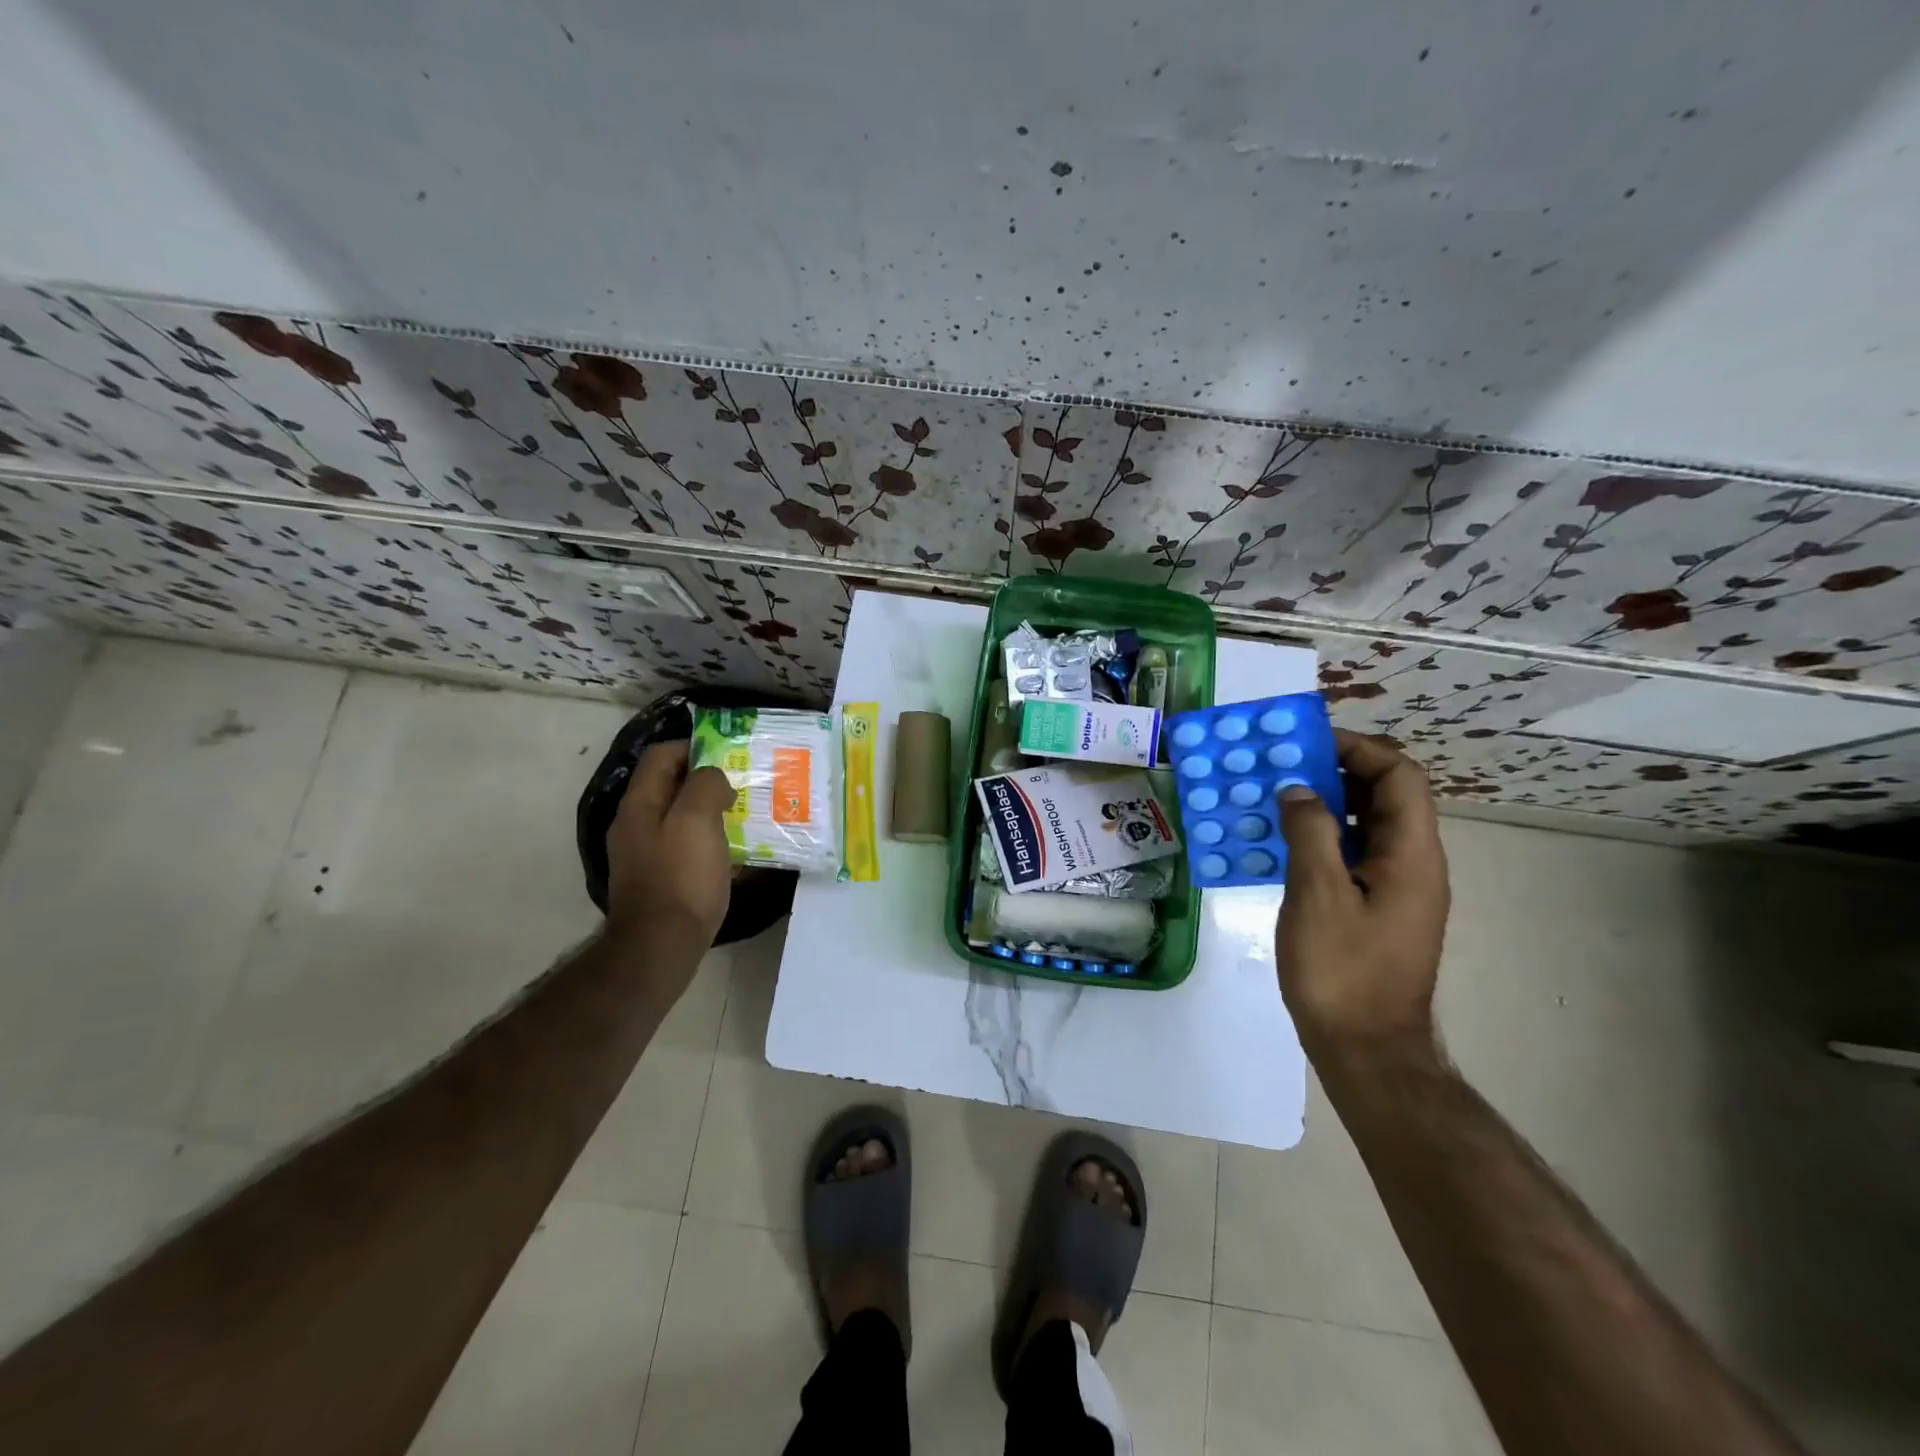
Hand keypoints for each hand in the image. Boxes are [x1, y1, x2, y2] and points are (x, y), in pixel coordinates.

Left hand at [605, 741, 737, 949]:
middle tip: (741, 787)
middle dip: (706, 781)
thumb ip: (705, 785)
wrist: (661, 946)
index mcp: (640, 804)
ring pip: (680, 818)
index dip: (693, 748)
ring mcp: (644, 854)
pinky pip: (685, 848)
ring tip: (743, 818)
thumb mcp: (697, 819)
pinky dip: (708, 843)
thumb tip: (713, 779)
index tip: (728, 757)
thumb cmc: (681, 877)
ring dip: (710, 813)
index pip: (661, 756)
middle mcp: (636, 824)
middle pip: (670, 787)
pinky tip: (732, 854)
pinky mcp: (658, 879)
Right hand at [1275, 730, 1450, 1067]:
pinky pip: (1353, 856)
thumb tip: (1299, 790)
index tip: (1305, 744)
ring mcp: (1397, 889)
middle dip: (1335, 772)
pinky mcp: (1377, 910)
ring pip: (1367, 826)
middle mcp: (1414, 864)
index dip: (1358, 749)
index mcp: (1412, 855)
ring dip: (1324, 805)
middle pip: (1385, 796)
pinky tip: (1280, 847)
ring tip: (1273, 800)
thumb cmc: (1342, 971)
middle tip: (1280, 768)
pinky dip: (1321, 839)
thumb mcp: (1317, 895)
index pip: (1400, 775)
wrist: (1367, 1050)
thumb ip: (1310, 832)